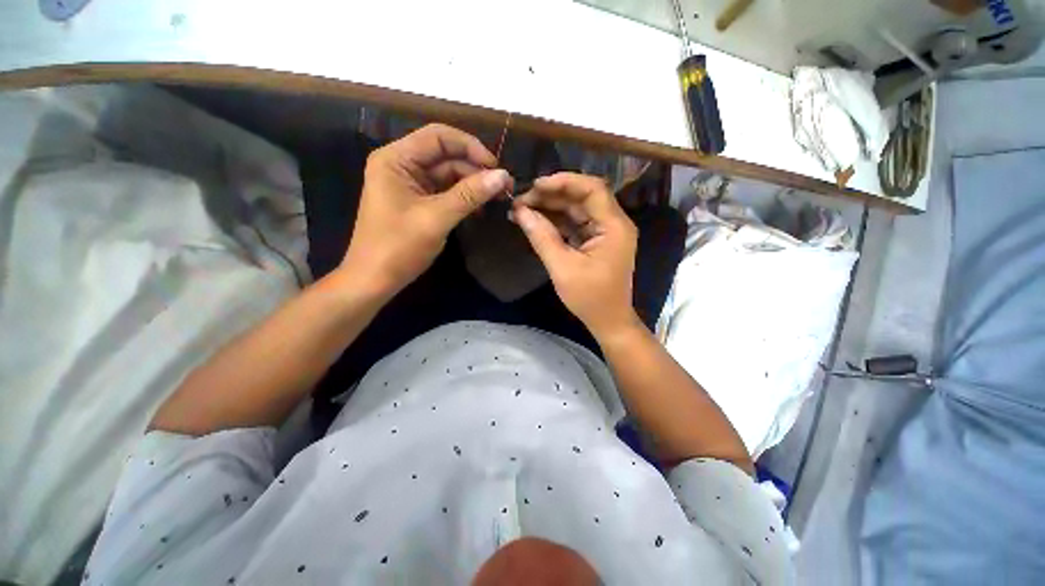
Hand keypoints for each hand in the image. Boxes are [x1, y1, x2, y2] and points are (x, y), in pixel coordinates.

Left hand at [341, 124, 512, 295]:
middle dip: (475, 169)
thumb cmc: (398, 247)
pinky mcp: (418, 202)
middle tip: (504, 186)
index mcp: (396, 159)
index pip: (438, 137)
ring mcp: (411, 185)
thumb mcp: (436, 218)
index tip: (496, 166)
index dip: (470, 146)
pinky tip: (481, 208)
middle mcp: (402, 165)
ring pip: (449, 175)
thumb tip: (503, 175)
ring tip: (498, 198)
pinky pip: (446, 192)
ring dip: (473, 185)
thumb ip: (470, 194)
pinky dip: (464, 198)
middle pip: (446, 156)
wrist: (375, 280)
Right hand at [513, 173, 639, 337]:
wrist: (608, 321)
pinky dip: (555, 222)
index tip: (535, 185)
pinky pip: (575, 224)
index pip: (592, 189)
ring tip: (522, 210)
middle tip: (521, 201)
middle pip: (581, 197)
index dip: (563, 182)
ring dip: (550, 208)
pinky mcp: (596, 241)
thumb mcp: (563, 268)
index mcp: (614, 226)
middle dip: (551, 196)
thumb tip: (520, 212)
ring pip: (576, 209)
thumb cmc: (590, 298)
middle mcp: (613, 223)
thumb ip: (542, 238)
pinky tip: (534, 222)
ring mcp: (605, 232)